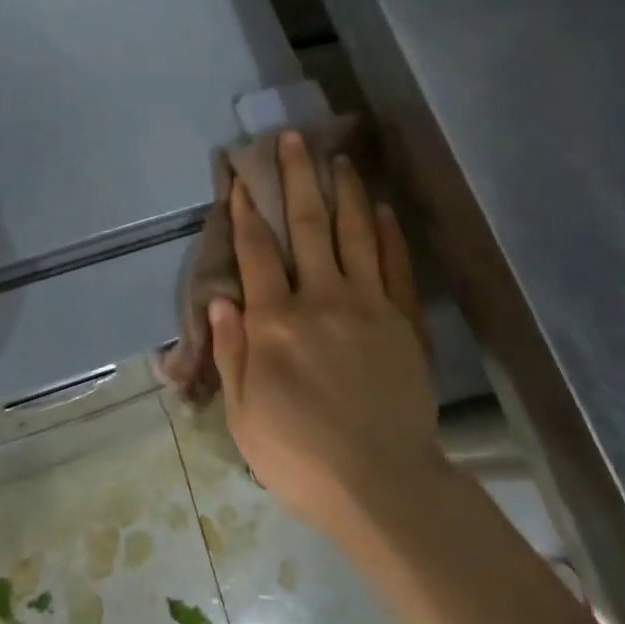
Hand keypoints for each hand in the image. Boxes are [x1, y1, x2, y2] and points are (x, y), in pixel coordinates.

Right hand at [209, 131, 443, 536]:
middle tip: (293, 139)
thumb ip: (232, 352)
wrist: (383, 484)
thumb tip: (221, 299)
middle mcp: (320, 299)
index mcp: (276, 322)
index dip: (244, 210)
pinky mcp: (403, 320)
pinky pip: (395, 266)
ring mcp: (367, 305)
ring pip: (354, 233)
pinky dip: (388, 234)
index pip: (256, 252)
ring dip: (344, 192)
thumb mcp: (245, 414)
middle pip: (306, 225)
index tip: (239, 177)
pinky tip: (383, 208)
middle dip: (296, 178)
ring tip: (339, 158)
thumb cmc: (301, 456)